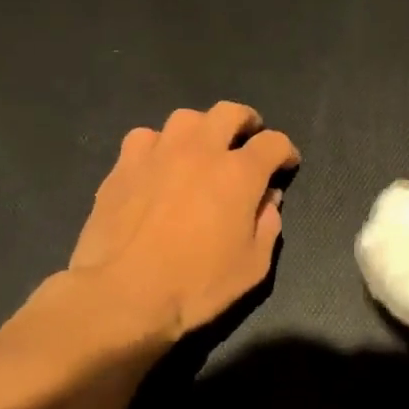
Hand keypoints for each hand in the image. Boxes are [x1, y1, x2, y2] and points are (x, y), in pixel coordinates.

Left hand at [6, 102, 298, 351]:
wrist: (122, 296)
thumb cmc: (196, 286)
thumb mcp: (252, 267)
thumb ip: (268, 226)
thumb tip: (268, 200)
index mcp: (239, 174)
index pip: (273, 143)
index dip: (285, 151)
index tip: (286, 165)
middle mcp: (201, 151)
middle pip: (230, 113)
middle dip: (246, 122)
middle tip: (247, 140)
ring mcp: (158, 154)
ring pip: (186, 118)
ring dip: (202, 129)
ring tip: (201, 149)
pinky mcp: (123, 166)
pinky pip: (145, 137)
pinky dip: (159, 145)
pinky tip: (158, 165)